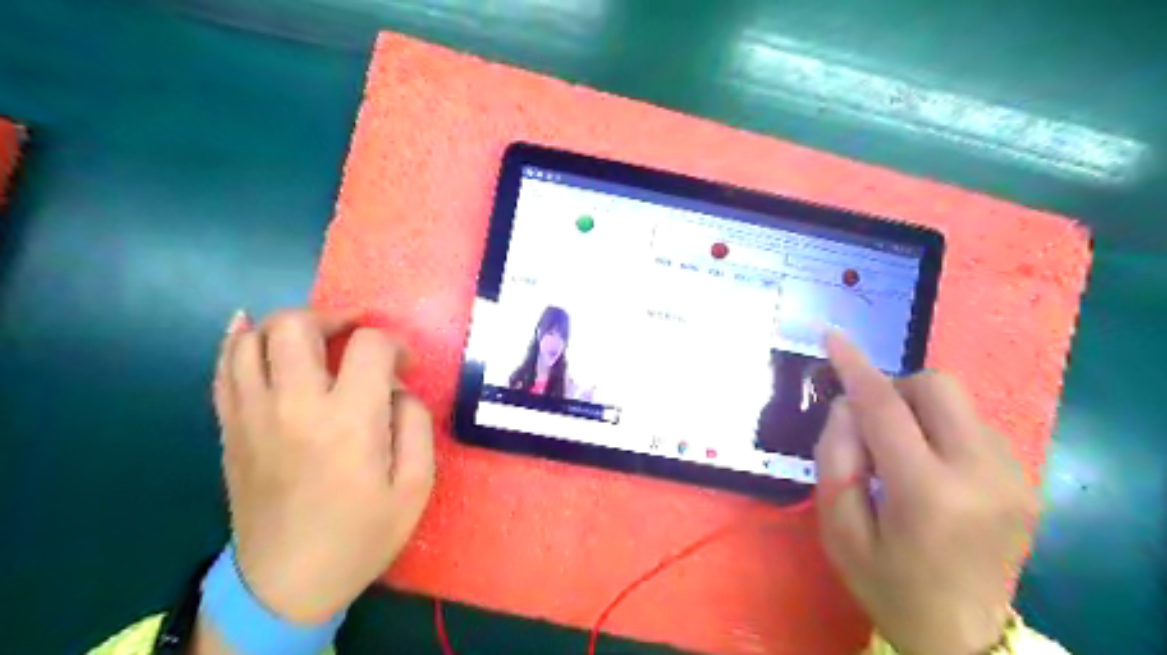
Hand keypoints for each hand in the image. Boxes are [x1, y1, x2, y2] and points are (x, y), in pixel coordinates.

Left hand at [212, 311, 434, 622]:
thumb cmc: (361, 534)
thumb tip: (397, 387)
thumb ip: (415, 423)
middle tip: (353, 336)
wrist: (285, 583)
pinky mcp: (230, 429)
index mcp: (349, 421)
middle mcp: (294, 406)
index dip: (394, 344)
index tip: (403, 364)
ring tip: (314, 338)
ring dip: (287, 326)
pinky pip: (223, 369)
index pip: (370, 346)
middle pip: (295, 325)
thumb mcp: (415, 485)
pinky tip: (251, 331)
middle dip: (332, 318)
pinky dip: (237, 341)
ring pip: (251, 339)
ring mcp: (252, 416)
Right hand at [813, 333, 1033, 654]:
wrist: (961, 635)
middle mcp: (982, 476)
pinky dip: (939, 428)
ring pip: (957, 401)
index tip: (832, 335)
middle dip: (894, 389)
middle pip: (937, 387)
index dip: (855, 366)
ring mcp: (1013, 477)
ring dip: (917, 409)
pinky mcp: (1024, 480)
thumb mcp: (836, 527)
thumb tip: (848, 405)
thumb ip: (835, 456)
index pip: (885, 408)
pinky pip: (972, 424)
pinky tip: (928, 466)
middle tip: (871, 425)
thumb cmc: (885, 583)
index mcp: (928, 495)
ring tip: (899, 452)